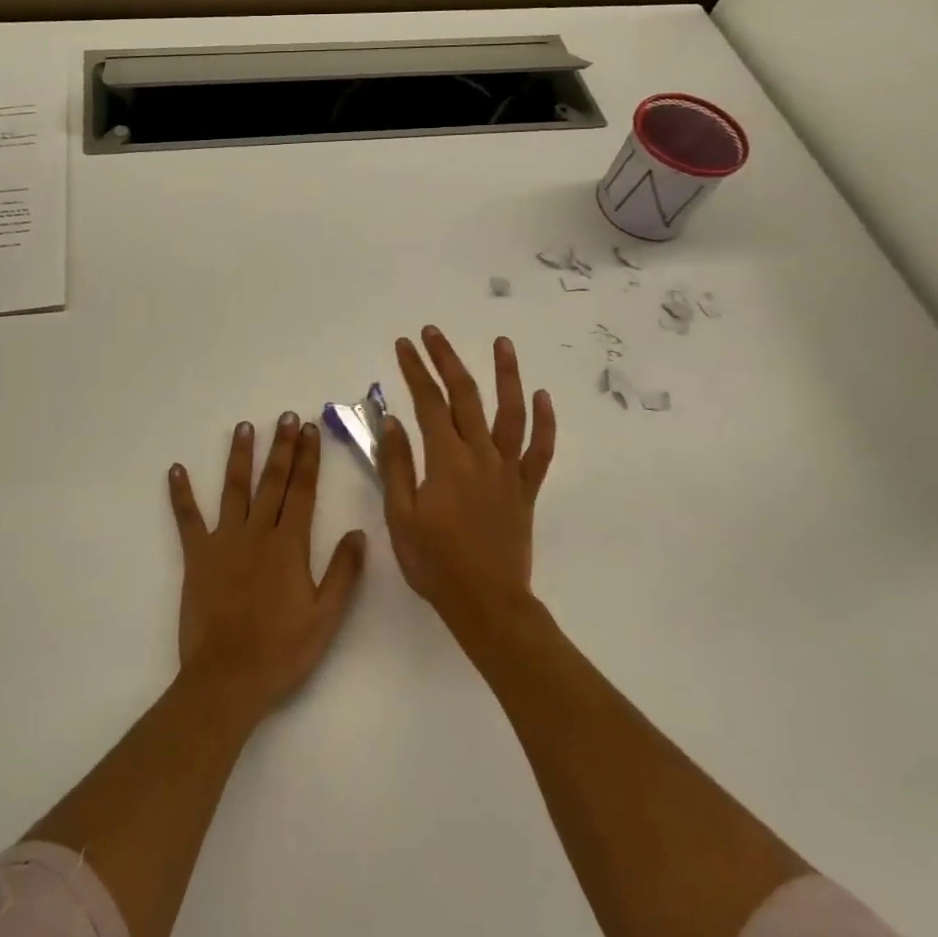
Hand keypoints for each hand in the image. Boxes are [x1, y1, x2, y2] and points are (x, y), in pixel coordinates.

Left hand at [167, 413, 367, 723]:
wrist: (227, 680)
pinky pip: (187, 519)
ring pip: (233, 489)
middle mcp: (257, 533)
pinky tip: (175, 470)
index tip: (311, 429)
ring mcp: (224, 541)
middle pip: (272, 481)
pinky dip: (181, 494)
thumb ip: (344, 572)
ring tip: (244, 427)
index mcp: (289, 545)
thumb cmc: (281, 651)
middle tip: (286, 416)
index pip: (302, 491)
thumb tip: (358, 531)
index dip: (308, 458)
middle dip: (281, 446)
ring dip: (239, 456)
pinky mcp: (197, 556)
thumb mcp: (326, 618)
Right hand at [380, 328, 556, 640]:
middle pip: (465, 396)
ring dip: (506, 375)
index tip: (404, 345)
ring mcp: (507, 470)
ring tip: (503, 343)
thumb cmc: (436, 564)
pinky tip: (543, 396)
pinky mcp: (525, 488)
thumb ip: (397, 465)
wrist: (488, 604)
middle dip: (447, 359)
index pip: (428, 402)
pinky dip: (544, 422)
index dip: (415, 370)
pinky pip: (539, 450)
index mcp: (446, 460)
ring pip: (510, 413)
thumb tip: (393, 420)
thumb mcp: (401, 517)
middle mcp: (480, 454)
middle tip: (433, 332)